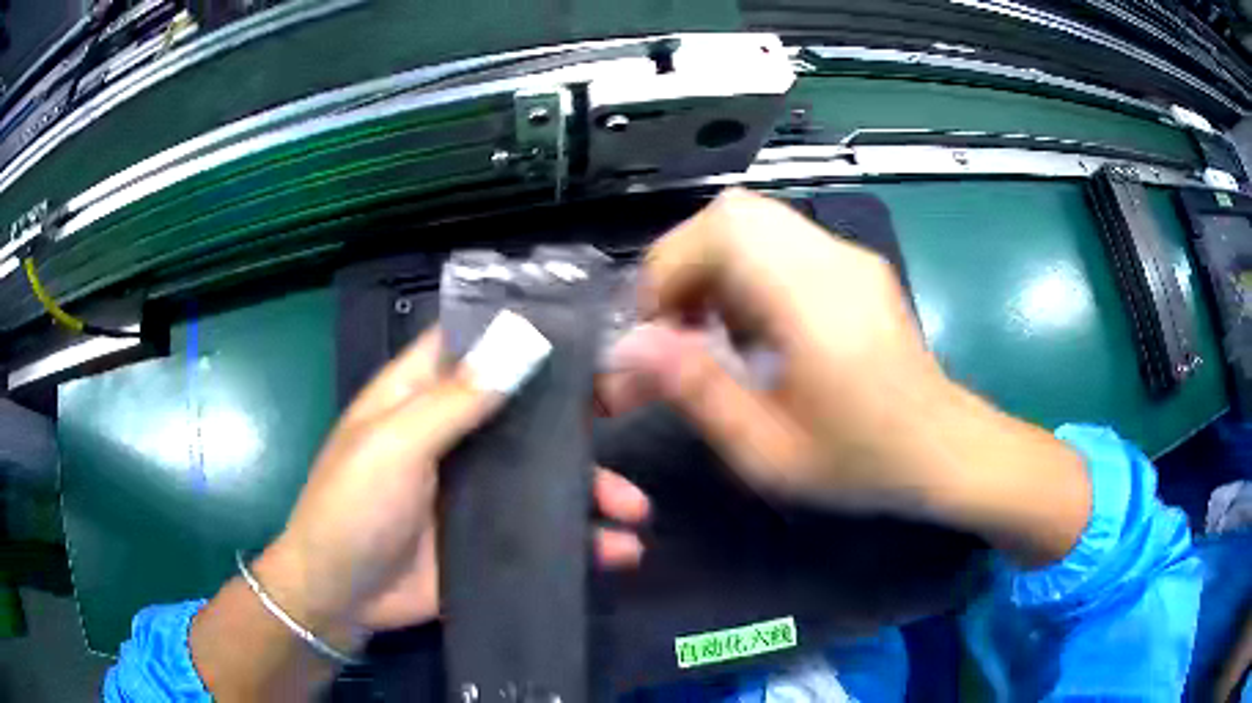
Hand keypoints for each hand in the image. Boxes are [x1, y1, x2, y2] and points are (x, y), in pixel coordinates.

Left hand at [260, 326, 650, 640]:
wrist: (339, 598)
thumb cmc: (352, 507)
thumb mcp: (394, 444)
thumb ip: (454, 400)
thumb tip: (520, 342)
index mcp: (421, 398)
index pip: (475, 345)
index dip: (521, 332)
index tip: (583, 328)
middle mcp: (453, 437)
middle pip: (523, 413)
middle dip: (576, 417)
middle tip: (630, 416)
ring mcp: (473, 493)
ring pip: (542, 476)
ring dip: (591, 488)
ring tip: (635, 508)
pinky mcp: (488, 540)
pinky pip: (542, 532)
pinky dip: (581, 541)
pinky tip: (618, 551)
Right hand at [601, 188, 1088, 565]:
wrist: (943, 448)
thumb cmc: (861, 460)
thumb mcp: (768, 450)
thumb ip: (697, 391)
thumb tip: (630, 348)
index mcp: (813, 300)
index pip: (722, 230)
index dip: (669, 268)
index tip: (656, 330)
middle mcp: (832, 259)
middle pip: (734, 213)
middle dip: (685, 262)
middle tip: (678, 326)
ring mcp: (848, 256)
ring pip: (754, 221)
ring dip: (714, 265)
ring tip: (711, 330)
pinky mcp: (855, 265)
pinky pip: (780, 240)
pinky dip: (745, 269)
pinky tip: (754, 327)